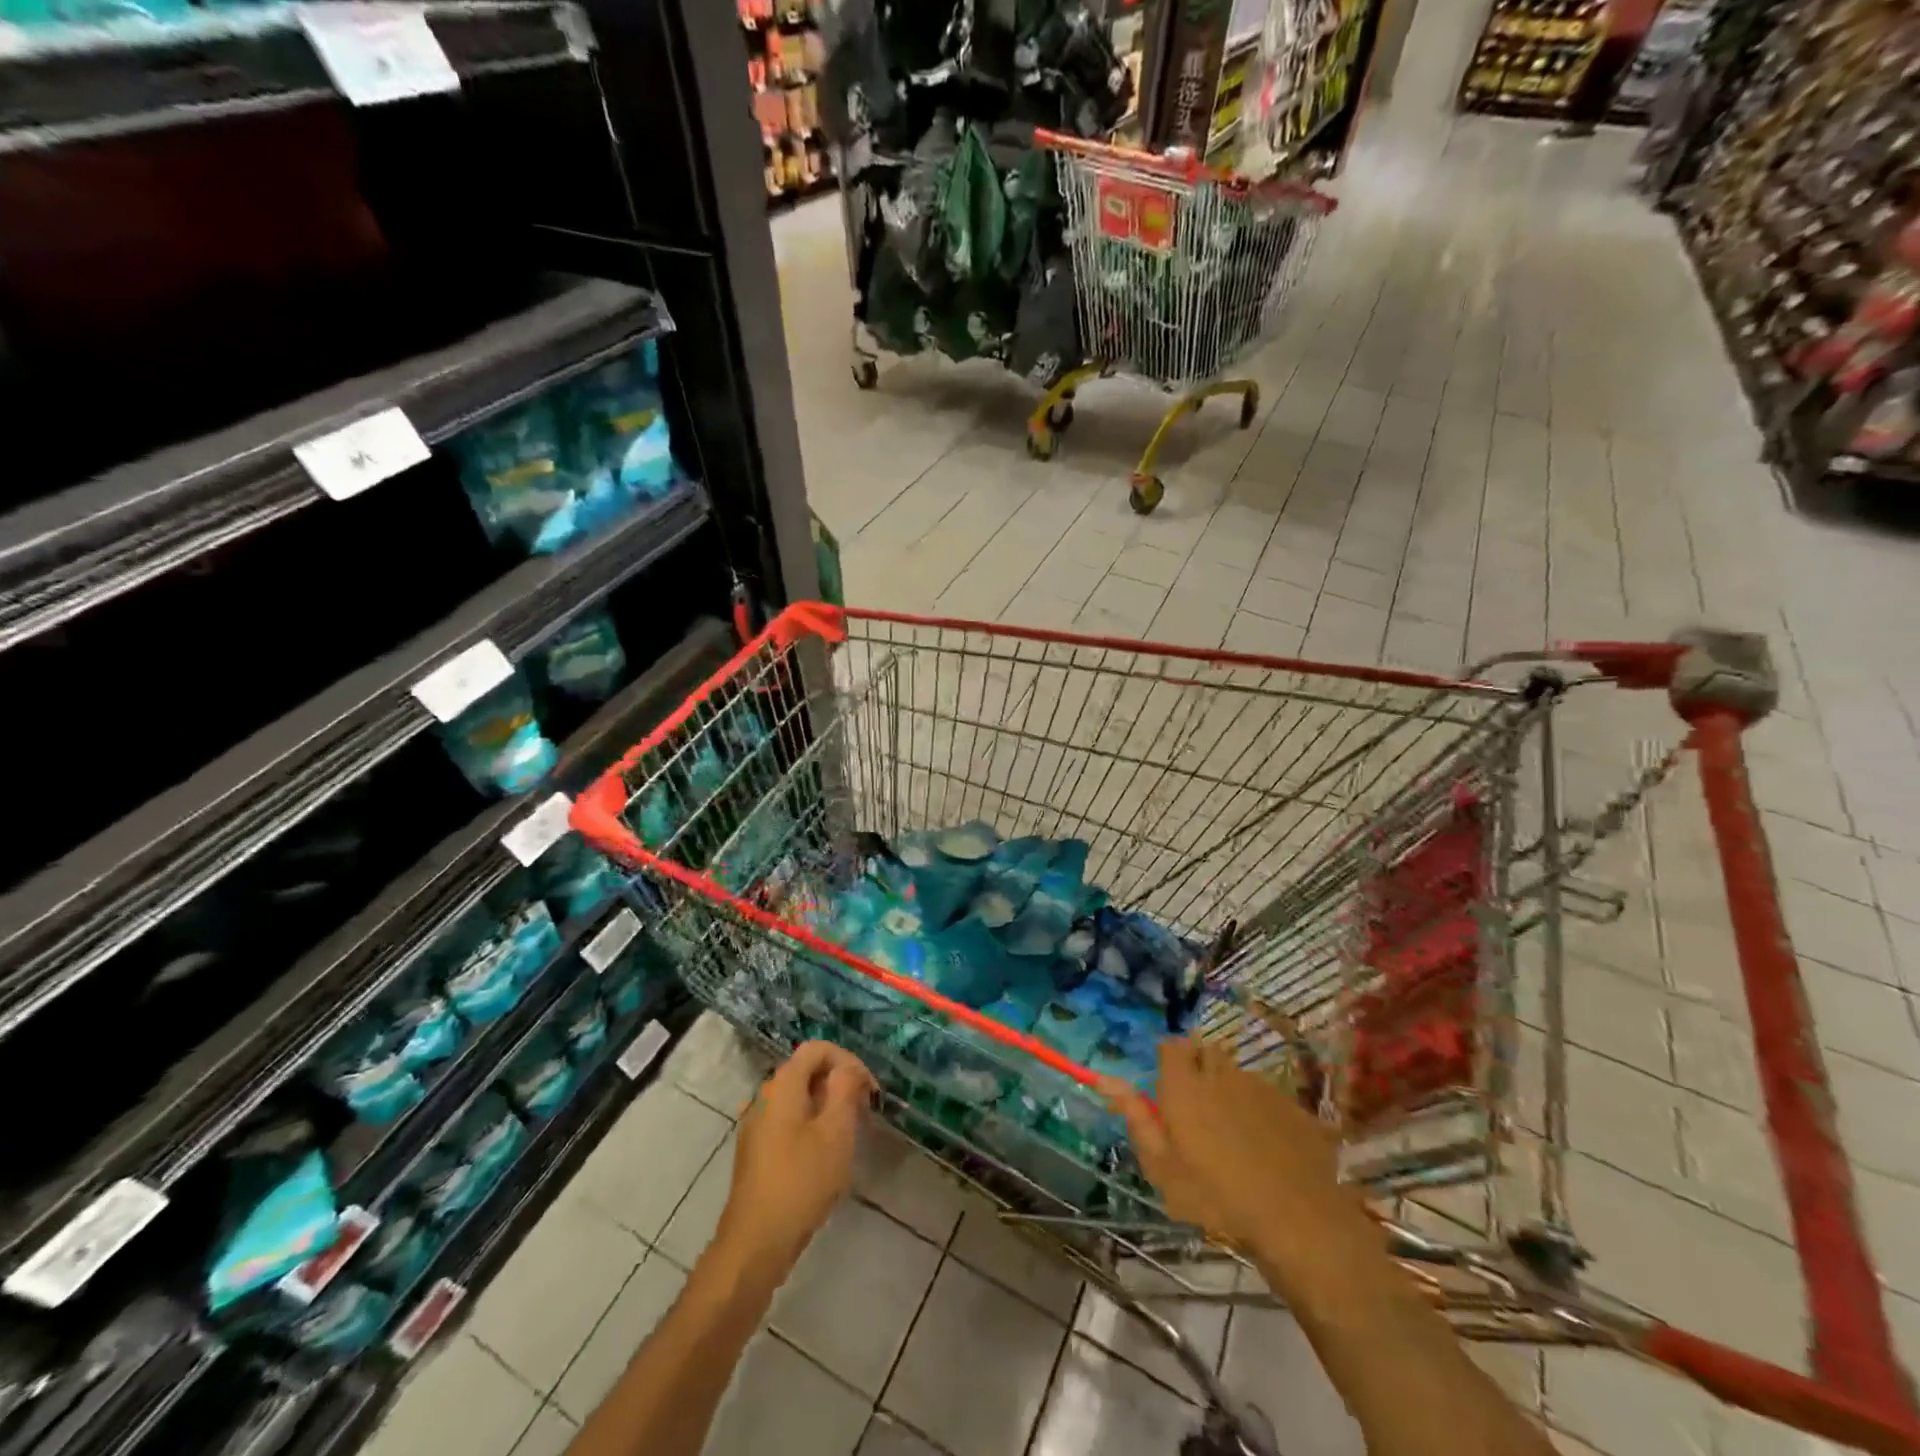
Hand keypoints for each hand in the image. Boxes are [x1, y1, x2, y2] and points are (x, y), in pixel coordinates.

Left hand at [714, 1041, 875, 1282]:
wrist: (755, 1243)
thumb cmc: (801, 1181)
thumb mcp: (835, 1131)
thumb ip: (845, 1089)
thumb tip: (849, 1068)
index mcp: (782, 1085)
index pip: (818, 1049)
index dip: (848, 1061)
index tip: (869, 1091)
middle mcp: (764, 1096)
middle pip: (807, 1071)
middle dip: (839, 1084)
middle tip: (864, 1113)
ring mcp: (755, 1124)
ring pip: (798, 1098)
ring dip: (826, 1107)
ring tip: (848, 1135)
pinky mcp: (755, 1150)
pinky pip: (787, 1121)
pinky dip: (810, 1125)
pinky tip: (823, 1155)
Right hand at [1103, 1036, 1349, 1257]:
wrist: (1296, 1219)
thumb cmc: (1216, 1196)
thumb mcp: (1162, 1166)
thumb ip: (1136, 1117)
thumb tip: (1106, 1080)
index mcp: (1184, 1085)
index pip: (1171, 1045)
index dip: (1169, 1060)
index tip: (1169, 1087)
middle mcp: (1220, 1074)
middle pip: (1206, 1053)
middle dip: (1199, 1071)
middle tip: (1198, 1110)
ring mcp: (1259, 1087)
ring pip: (1236, 1074)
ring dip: (1229, 1090)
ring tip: (1232, 1131)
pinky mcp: (1290, 1105)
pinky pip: (1267, 1095)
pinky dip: (1260, 1110)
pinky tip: (1265, 1145)